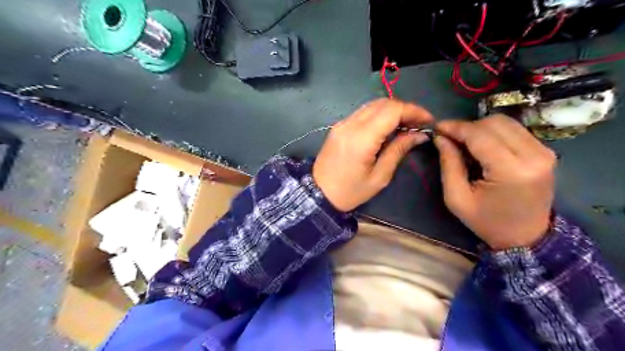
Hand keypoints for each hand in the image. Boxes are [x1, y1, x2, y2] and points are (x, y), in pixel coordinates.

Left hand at [313, 98, 435, 211]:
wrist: (318, 194)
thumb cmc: (350, 191)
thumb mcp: (379, 177)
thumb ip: (398, 150)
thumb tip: (419, 135)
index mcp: (361, 138)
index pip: (392, 110)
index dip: (414, 111)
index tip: (428, 121)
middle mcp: (350, 124)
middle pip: (383, 103)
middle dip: (405, 109)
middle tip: (418, 125)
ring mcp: (342, 123)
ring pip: (372, 105)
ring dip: (392, 111)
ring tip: (406, 126)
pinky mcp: (338, 126)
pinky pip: (363, 113)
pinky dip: (379, 115)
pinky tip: (387, 128)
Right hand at [436, 115, 556, 249]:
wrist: (526, 237)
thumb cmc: (486, 221)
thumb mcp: (457, 198)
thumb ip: (448, 164)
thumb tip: (440, 137)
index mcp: (510, 171)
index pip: (479, 135)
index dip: (456, 127)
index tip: (437, 127)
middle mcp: (534, 155)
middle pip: (494, 123)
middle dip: (467, 127)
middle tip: (449, 138)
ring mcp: (544, 152)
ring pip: (506, 123)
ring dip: (480, 128)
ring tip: (464, 142)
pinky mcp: (546, 152)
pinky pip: (515, 130)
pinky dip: (494, 133)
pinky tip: (482, 146)